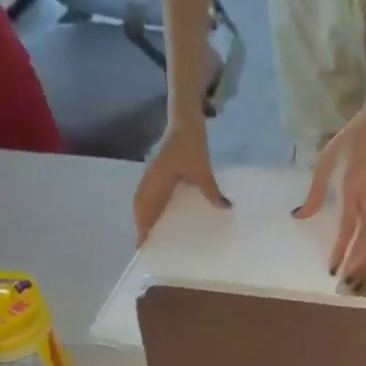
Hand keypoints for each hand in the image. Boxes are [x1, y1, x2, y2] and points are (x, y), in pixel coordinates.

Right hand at [134, 117, 228, 244]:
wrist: (184, 120)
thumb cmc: (191, 143)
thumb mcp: (203, 168)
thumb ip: (211, 190)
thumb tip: (224, 208)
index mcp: (157, 180)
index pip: (145, 208)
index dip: (142, 226)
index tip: (141, 244)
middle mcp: (151, 179)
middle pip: (140, 207)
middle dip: (141, 226)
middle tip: (147, 245)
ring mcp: (153, 175)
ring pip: (143, 201)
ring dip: (144, 217)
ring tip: (151, 235)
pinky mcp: (158, 172)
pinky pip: (151, 194)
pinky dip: (151, 207)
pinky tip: (161, 216)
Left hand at [294, 103, 365, 284]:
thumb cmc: (352, 142)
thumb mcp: (326, 163)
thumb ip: (314, 193)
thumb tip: (299, 217)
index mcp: (354, 190)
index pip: (348, 229)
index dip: (341, 252)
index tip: (333, 270)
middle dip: (360, 267)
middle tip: (348, 286)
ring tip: (358, 281)